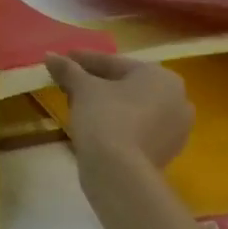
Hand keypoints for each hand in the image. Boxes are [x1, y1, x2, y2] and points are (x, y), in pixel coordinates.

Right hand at [43, 50, 193, 178]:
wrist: (120, 173)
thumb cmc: (106, 117)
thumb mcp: (82, 87)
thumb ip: (67, 68)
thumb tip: (50, 56)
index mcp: (161, 77)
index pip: (114, 63)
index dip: (84, 60)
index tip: (63, 58)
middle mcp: (177, 100)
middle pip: (125, 84)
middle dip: (95, 81)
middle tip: (68, 80)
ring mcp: (175, 130)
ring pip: (132, 107)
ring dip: (105, 102)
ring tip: (76, 102)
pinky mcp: (166, 153)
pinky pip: (137, 127)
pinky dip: (116, 122)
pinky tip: (92, 123)